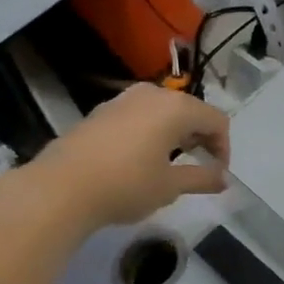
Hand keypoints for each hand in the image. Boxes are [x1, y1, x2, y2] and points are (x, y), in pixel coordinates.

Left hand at [23, 84, 230, 230]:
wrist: (59, 189)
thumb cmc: (126, 185)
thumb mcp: (170, 186)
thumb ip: (202, 178)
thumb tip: (224, 179)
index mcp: (176, 108)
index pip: (216, 120)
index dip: (223, 147)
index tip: (218, 173)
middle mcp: (152, 94)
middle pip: (191, 111)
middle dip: (201, 137)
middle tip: (199, 166)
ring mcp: (123, 99)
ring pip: (164, 111)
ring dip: (176, 134)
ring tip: (171, 163)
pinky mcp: (101, 111)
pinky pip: (140, 115)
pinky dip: (151, 132)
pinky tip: (141, 158)